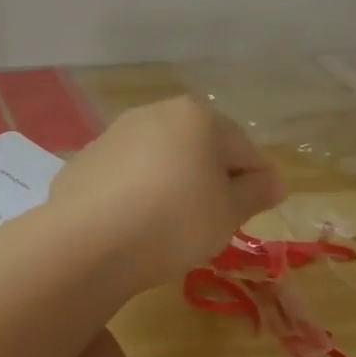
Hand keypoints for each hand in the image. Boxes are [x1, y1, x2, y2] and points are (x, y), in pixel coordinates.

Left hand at [50, 97, 283, 290]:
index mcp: (196, 116)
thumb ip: (256, 192)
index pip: (244, 148)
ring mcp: (111, 136)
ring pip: (158, 161)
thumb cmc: (174, 222)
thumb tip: (272, 181)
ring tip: (170, 227)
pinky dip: (135, 195)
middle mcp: (151, 114)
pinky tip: (132, 225)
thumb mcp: (229, 212)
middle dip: (210, 181)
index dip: (256, 182)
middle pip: (198, 148)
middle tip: (214, 222)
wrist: (87, 242)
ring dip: (171, 186)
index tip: (255, 213)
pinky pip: (123, 178)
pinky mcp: (83, 163)